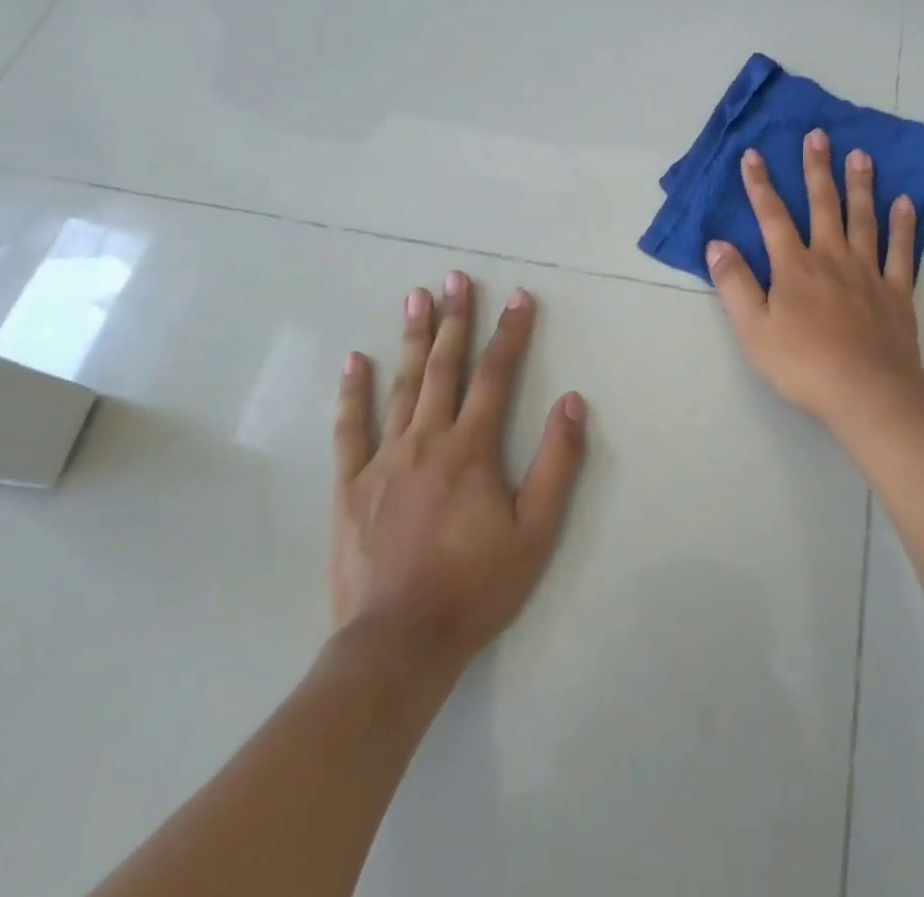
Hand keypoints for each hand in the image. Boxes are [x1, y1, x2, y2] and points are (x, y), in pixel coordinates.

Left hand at [331, 272, 586, 680]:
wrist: (397, 645)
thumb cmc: (475, 586)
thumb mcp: (536, 531)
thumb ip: (557, 462)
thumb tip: (574, 402)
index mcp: (471, 449)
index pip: (496, 375)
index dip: (512, 333)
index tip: (521, 297)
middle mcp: (426, 441)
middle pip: (444, 367)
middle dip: (456, 319)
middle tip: (457, 277)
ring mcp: (383, 461)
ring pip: (401, 386)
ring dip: (413, 339)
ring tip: (416, 297)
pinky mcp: (350, 487)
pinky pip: (350, 429)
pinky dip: (353, 392)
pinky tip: (356, 360)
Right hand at [707, 129, 923, 428]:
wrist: (866, 390)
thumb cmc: (802, 364)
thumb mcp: (753, 329)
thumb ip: (734, 284)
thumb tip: (717, 244)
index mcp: (794, 267)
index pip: (772, 216)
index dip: (760, 185)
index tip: (753, 154)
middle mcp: (831, 257)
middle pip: (823, 205)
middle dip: (817, 169)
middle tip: (818, 135)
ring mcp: (867, 271)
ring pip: (863, 218)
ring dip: (860, 185)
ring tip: (860, 155)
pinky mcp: (896, 290)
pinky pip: (900, 250)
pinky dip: (902, 225)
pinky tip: (904, 202)